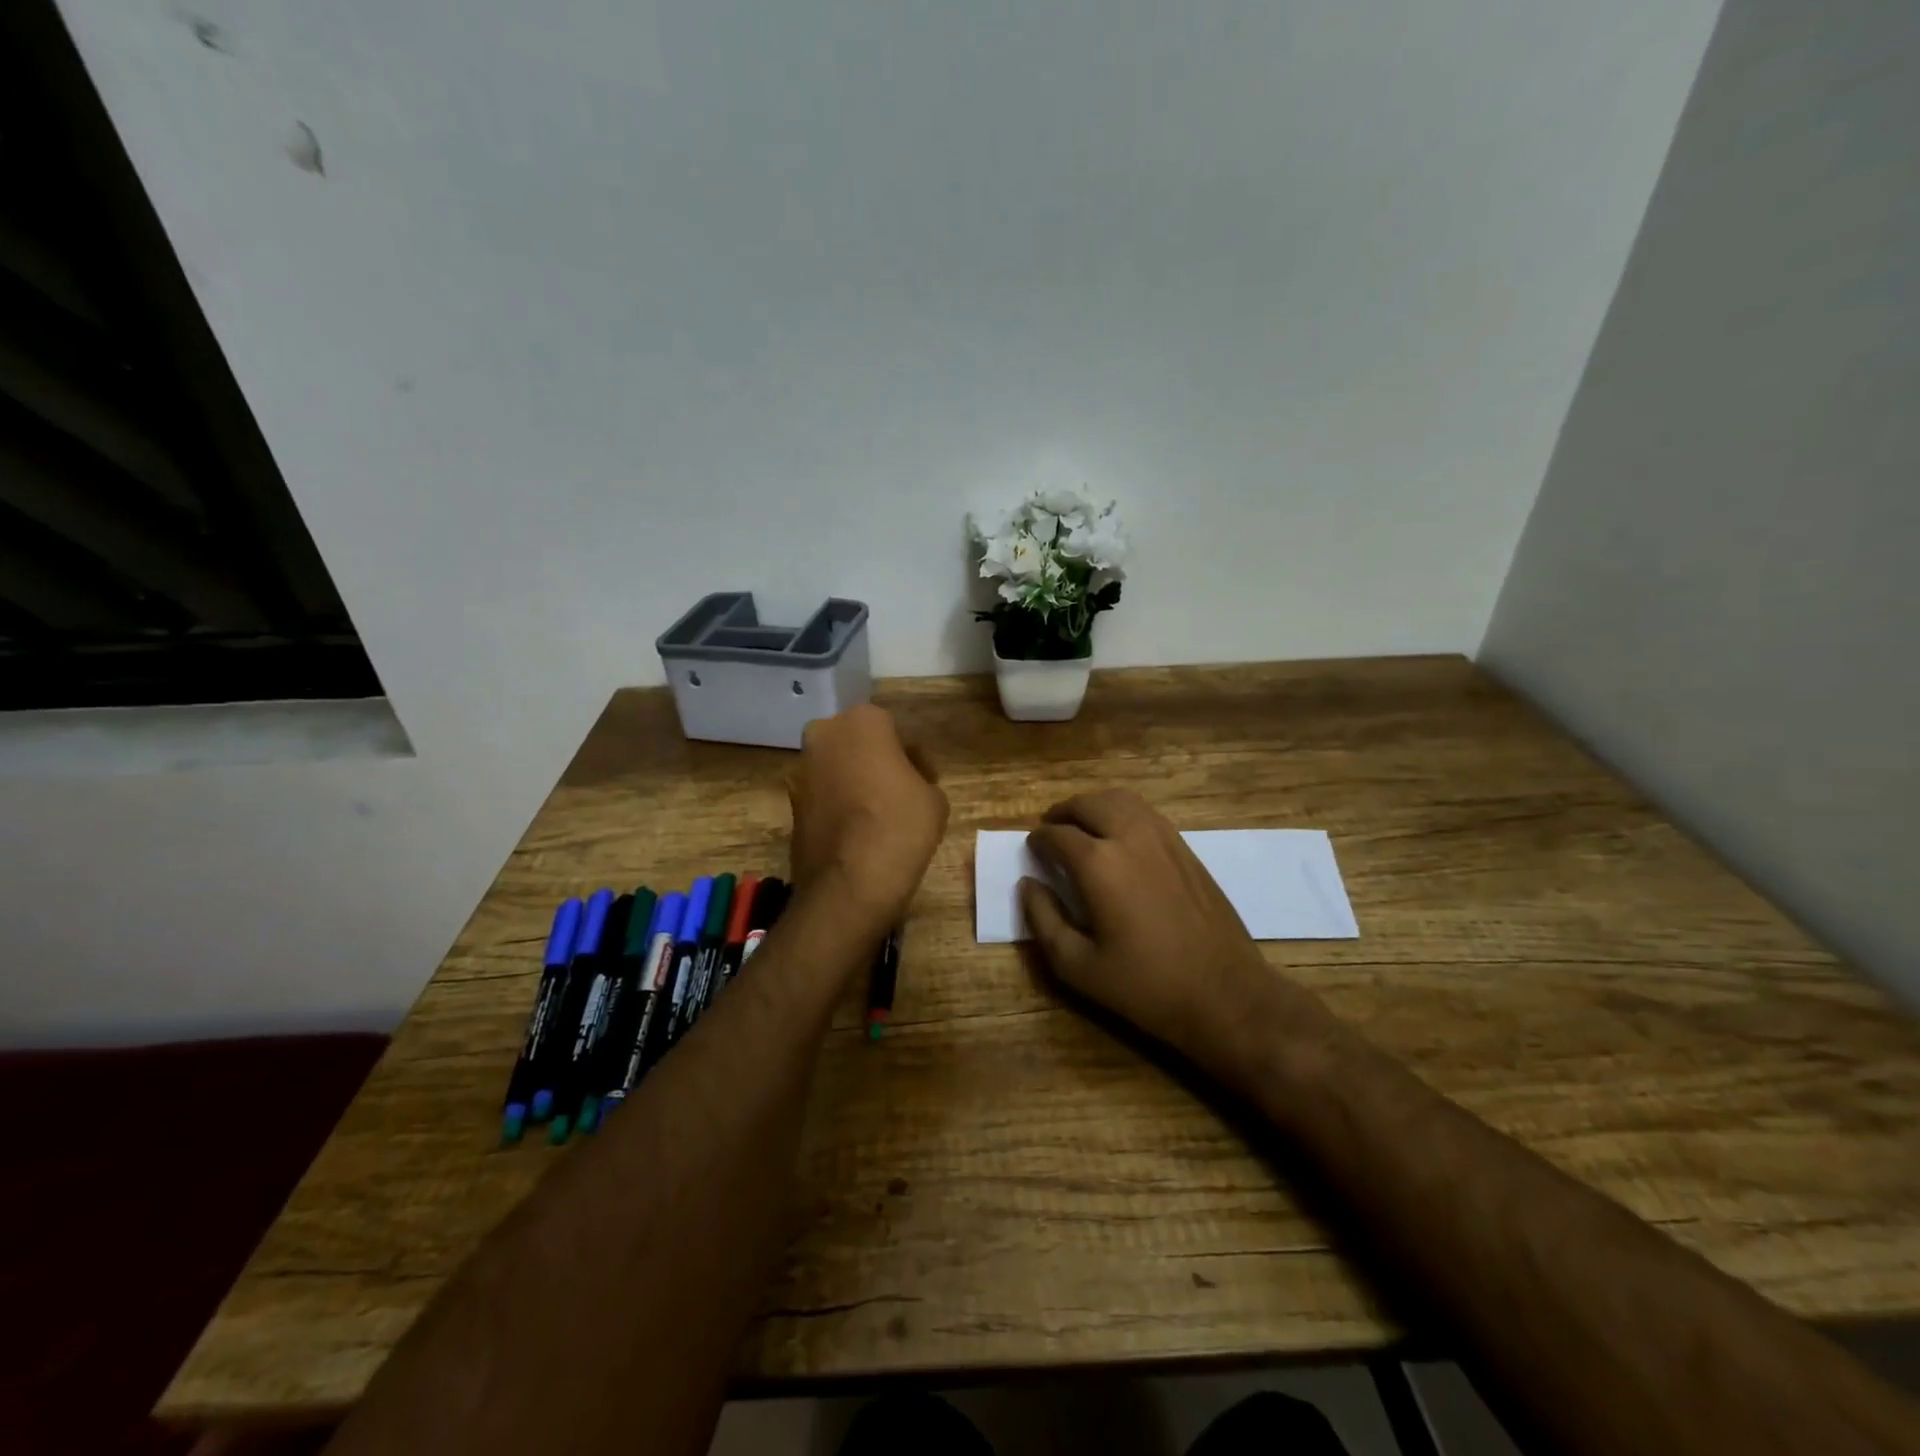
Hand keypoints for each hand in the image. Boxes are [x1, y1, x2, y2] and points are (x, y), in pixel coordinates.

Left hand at [789, 705, 948, 931]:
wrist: (849, 884)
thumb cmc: (900, 827)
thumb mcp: (934, 798)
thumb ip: (920, 776)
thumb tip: (905, 781)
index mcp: (862, 721)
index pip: (894, 729)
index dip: (911, 756)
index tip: (923, 780)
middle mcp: (824, 735)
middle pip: (858, 743)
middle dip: (876, 761)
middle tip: (900, 793)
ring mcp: (801, 769)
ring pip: (837, 767)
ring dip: (854, 782)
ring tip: (878, 817)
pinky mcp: (790, 802)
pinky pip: (823, 795)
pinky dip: (837, 805)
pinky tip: (857, 832)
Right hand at [1020, 790, 1277, 1058]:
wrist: (1226, 994)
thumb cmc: (1146, 987)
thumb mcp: (1078, 966)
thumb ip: (1043, 920)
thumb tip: (1028, 884)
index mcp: (1099, 865)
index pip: (1057, 835)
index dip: (1038, 840)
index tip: (1032, 850)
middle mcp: (1130, 838)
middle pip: (1088, 804)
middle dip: (1063, 813)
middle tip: (1051, 830)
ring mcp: (1164, 838)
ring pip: (1120, 800)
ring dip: (1093, 806)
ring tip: (1081, 827)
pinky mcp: (1186, 848)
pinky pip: (1146, 813)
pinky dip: (1122, 812)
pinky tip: (1118, 837)